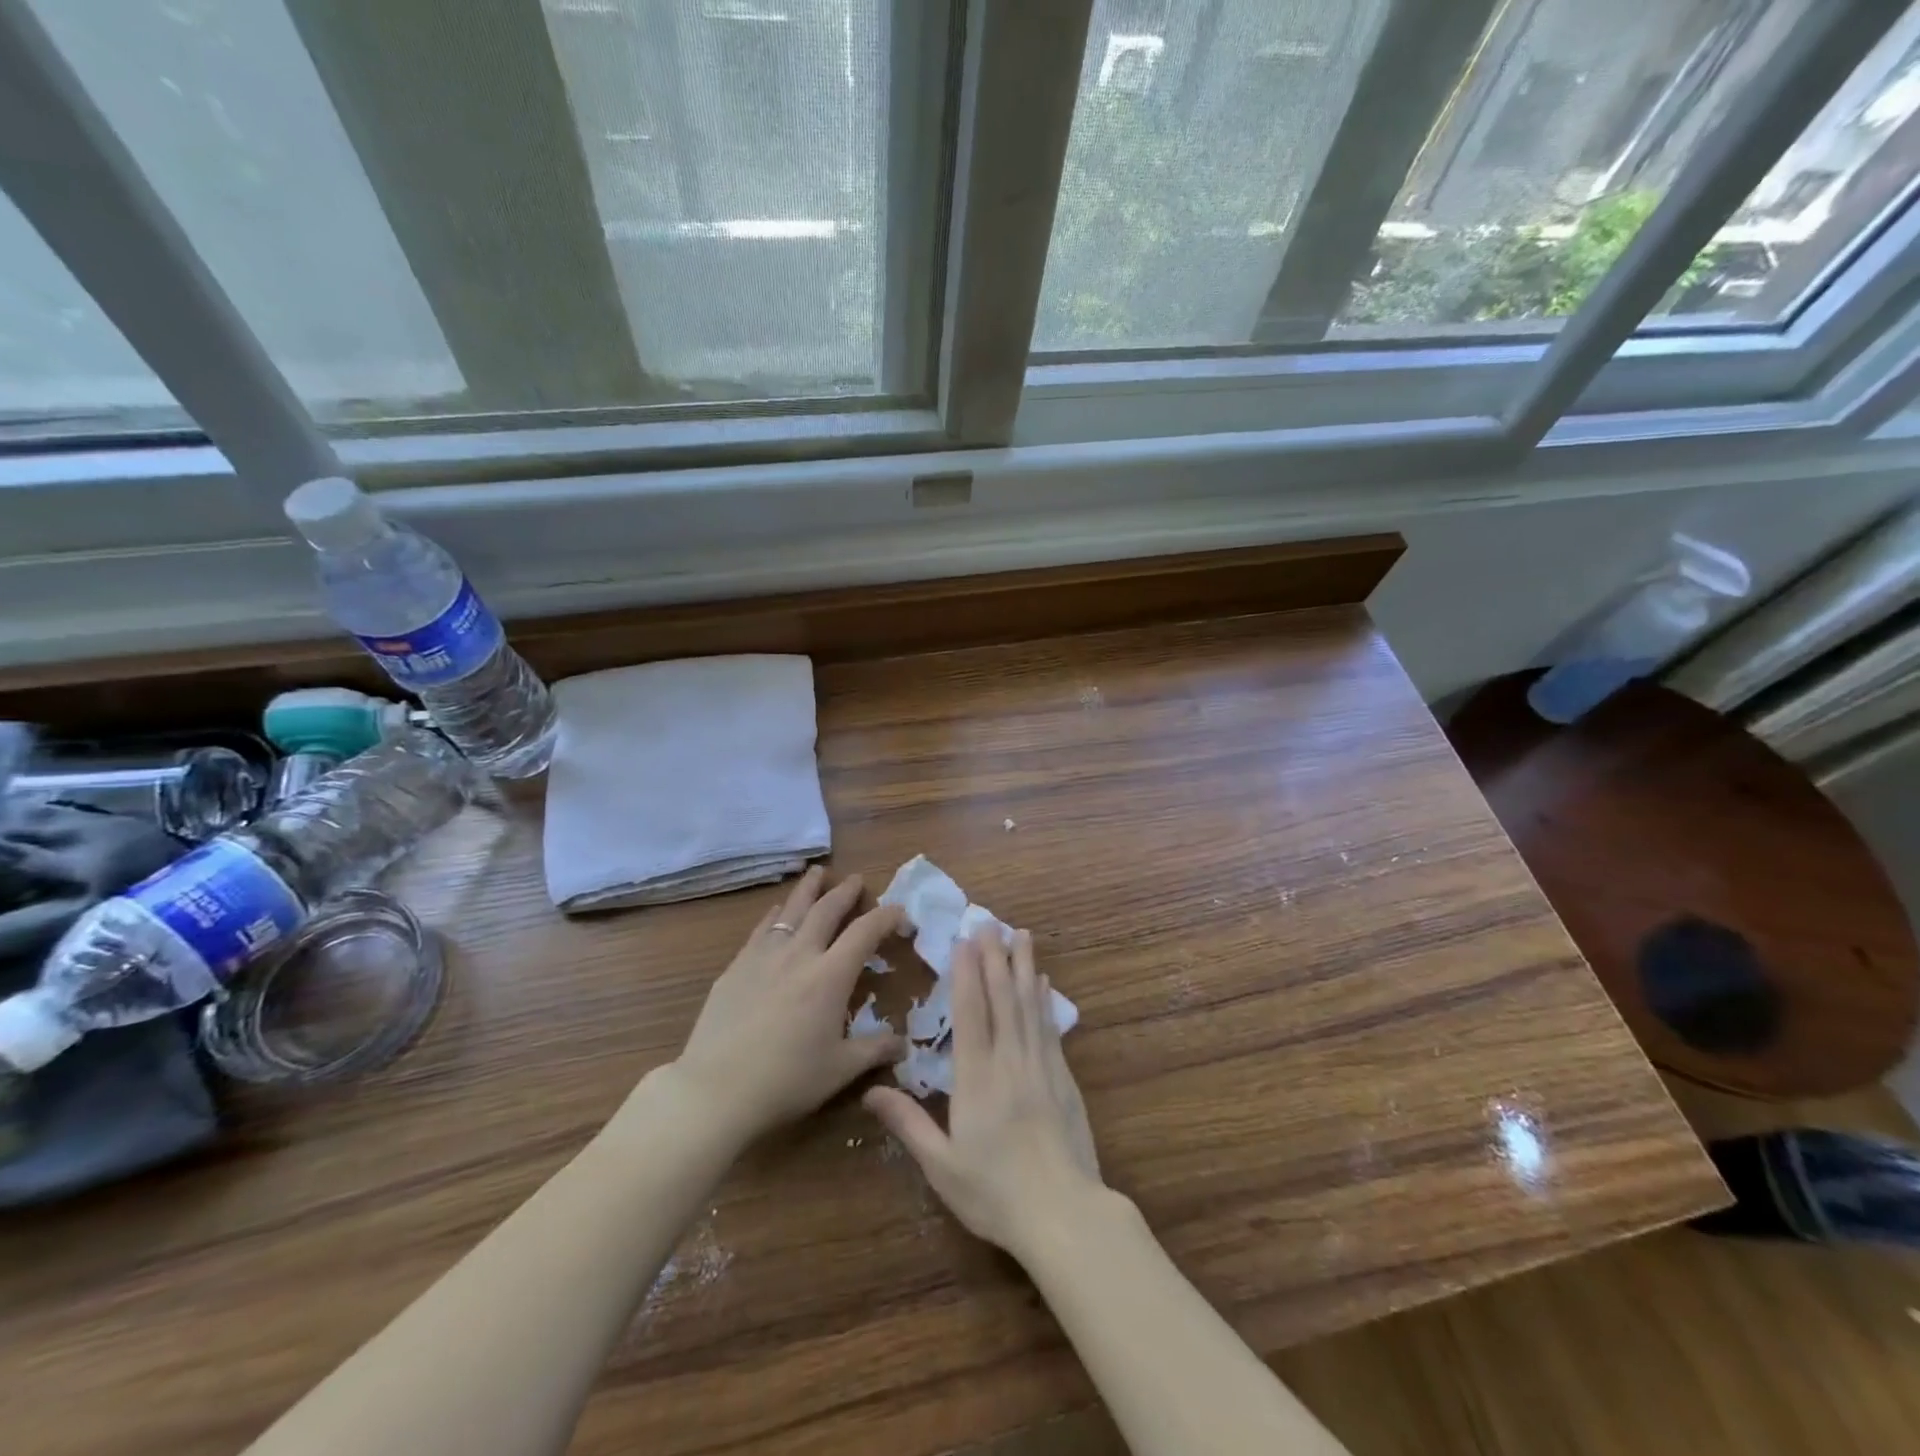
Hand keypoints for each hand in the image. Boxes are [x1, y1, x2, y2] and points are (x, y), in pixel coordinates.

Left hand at [666, 867, 906, 1147]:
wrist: (716, 1090)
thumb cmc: (786, 1081)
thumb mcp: (840, 1070)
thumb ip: (875, 1050)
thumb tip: (904, 1045)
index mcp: (831, 975)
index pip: (866, 931)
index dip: (887, 916)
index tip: (900, 913)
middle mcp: (799, 954)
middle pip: (826, 909)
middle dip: (845, 891)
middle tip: (855, 879)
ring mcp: (764, 956)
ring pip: (791, 910)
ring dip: (808, 889)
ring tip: (817, 873)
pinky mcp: (736, 967)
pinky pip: (762, 929)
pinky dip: (776, 914)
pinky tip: (777, 912)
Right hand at [863, 928, 1105, 1263]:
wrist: (1064, 1214)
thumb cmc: (994, 1193)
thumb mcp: (941, 1165)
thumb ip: (907, 1123)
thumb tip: (870, 1090)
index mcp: (976, 1078)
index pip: (970, 1013)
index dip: (966, 974)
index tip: (965, 941)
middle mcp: (1010, 1061)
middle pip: (1002, 998)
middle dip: (995, 957)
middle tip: (991, 922)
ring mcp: (1041, 1067)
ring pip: (1029, 1005)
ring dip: (1024, 967)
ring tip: (1022, 935)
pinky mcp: (1063, 1079)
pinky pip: (1050, 1028)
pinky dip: (1045, 1000)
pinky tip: (1044, 983)